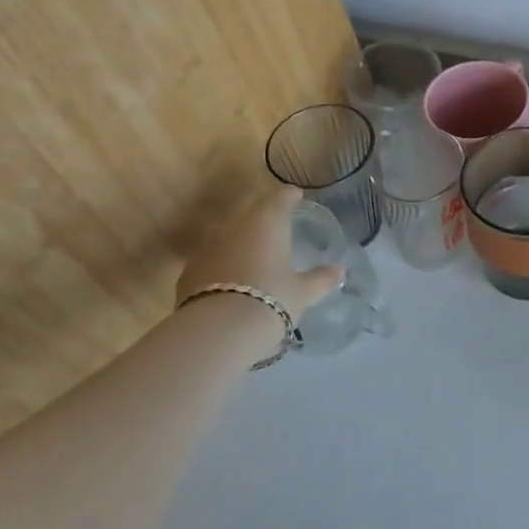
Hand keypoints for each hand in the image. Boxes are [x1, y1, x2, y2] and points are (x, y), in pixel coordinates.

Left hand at [176, 185, 342, 322]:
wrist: (217, 332)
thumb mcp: (303, 292)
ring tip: (256, 261)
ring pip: (230, 238)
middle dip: (265, 221)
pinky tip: (231, 283)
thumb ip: (322, 279)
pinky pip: (212, 261)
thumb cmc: (271, 300)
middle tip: (279, 233)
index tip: (296, 197)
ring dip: (243, 244)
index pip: (280, 198)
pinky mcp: (189, 272)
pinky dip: (224, 266)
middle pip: (252, 215)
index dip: (289, 196)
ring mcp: (207, 248)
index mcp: (267, 223)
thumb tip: (339, 271)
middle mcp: (235, 227)